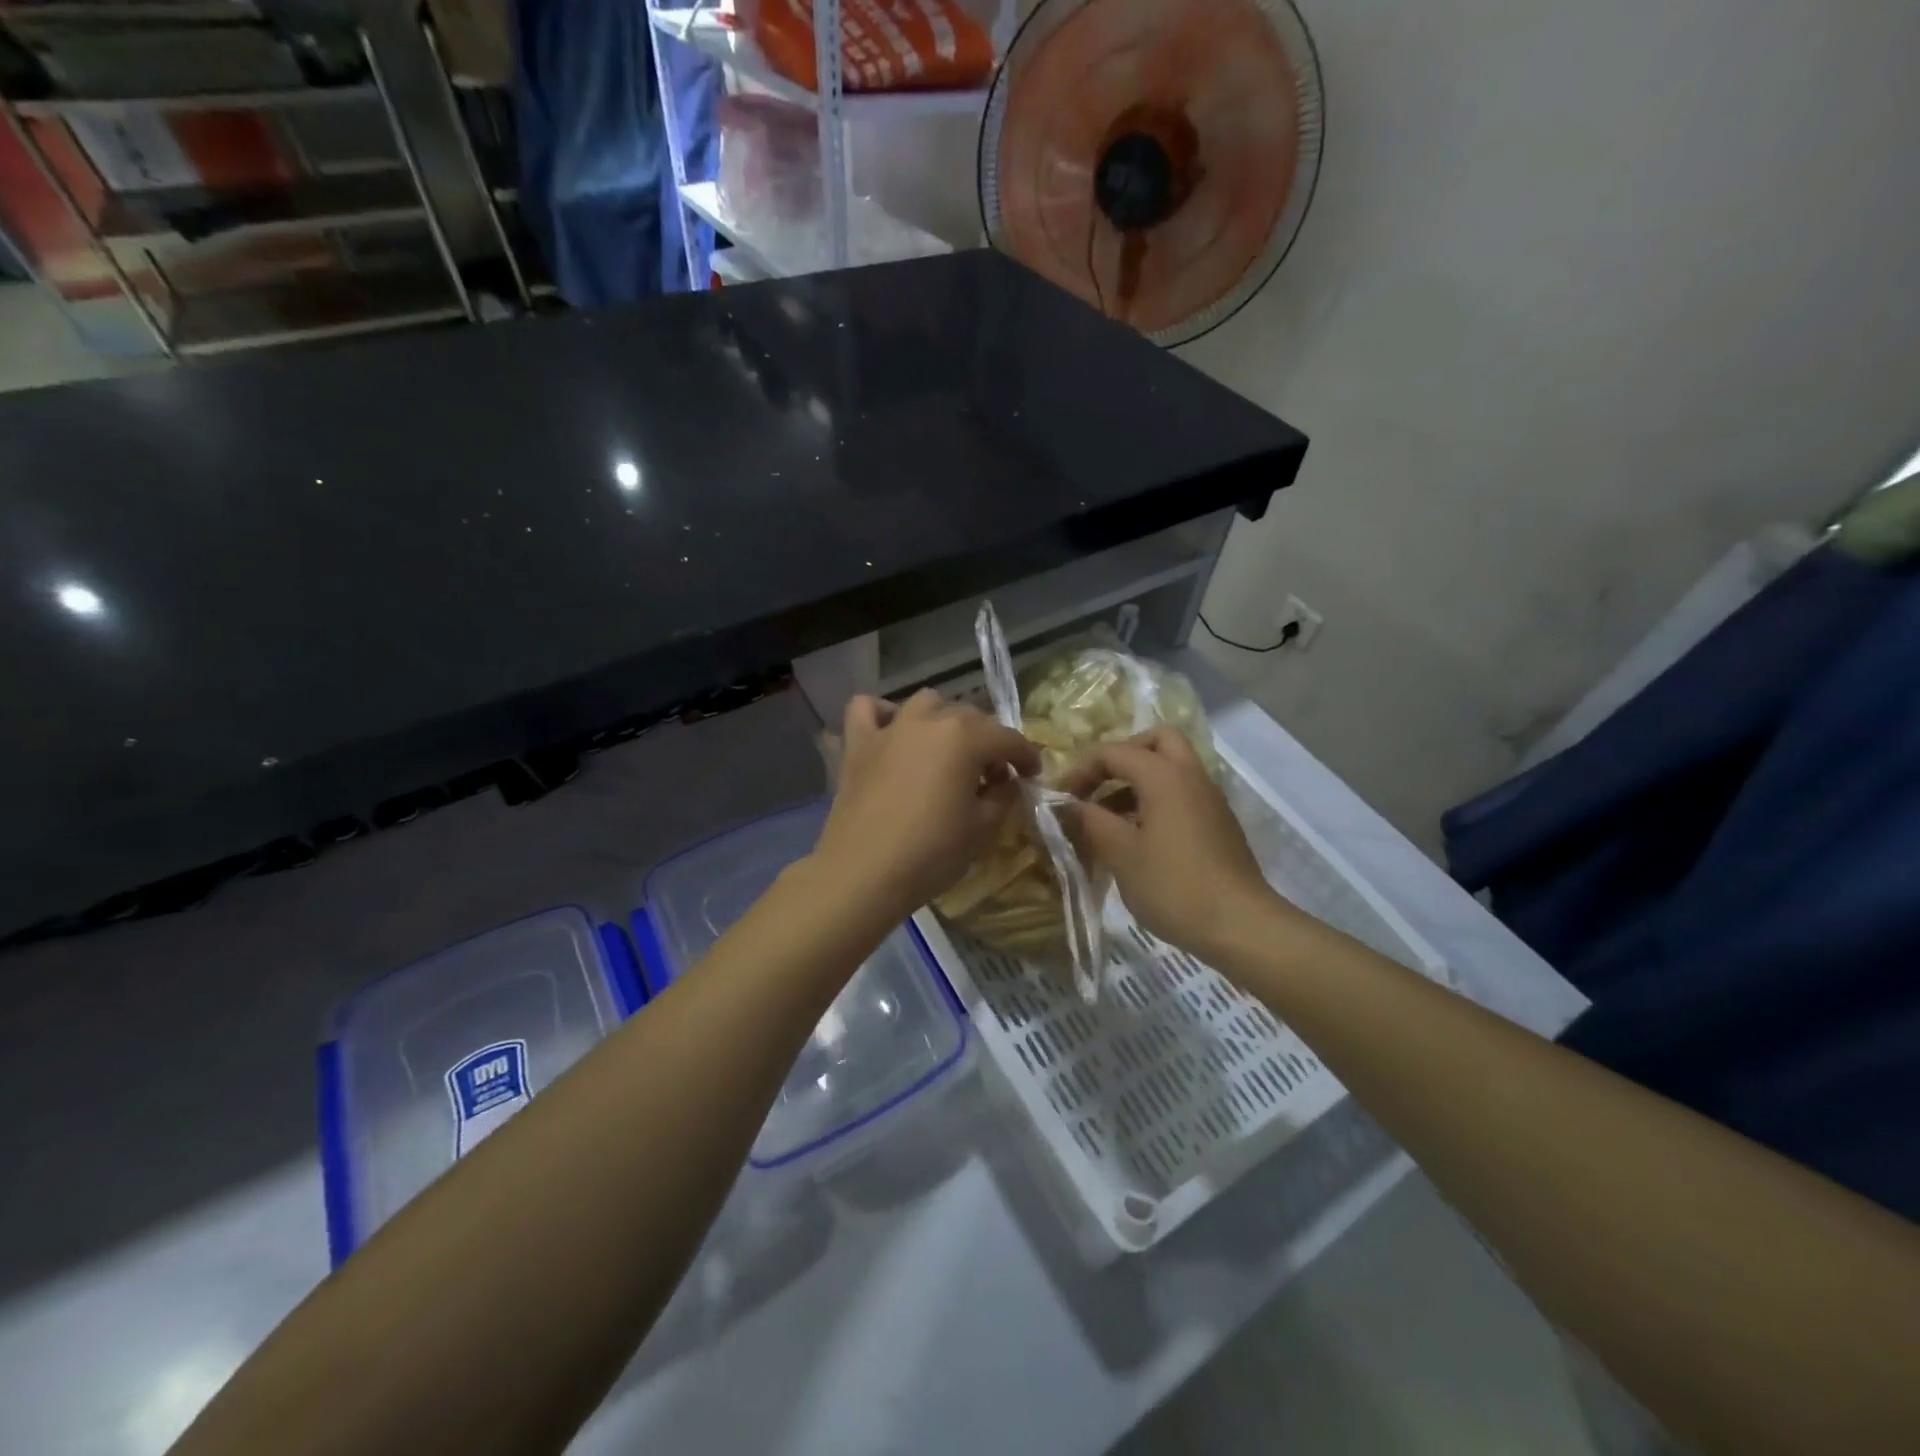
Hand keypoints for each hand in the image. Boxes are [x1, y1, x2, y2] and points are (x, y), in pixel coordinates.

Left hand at [811, 690, 1040, 923]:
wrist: (863, 873)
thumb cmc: (931, 853)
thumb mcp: (983, 828)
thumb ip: (1003, 796)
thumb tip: (1006, 782)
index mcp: (965, 737)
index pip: (1008, 738)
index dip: (1026, 756)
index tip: (1033, 775)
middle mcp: (929, 720)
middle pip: (970, 717)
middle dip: (988, 741)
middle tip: (992, 774)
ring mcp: (890, 728)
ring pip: (926, 703)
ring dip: (943, 720)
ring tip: (947, 751)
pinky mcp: (858, 743)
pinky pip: (867, 708)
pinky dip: (883, 714)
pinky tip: (892, 734)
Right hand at [1058, 727, 1284, 959]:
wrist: (1240, 925)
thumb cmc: (1173, 885)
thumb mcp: (1121, 854)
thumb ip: (1091, 821)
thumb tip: (1070, 805)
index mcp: (1164, 775)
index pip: (1113, 751)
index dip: (1081, 769)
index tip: (1061, 798)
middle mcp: (1191, 775)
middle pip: (1156, 740)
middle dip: (1122, 756)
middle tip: (1099, 785)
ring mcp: (1209, 799)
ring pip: (1171, 767)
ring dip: (1138, 781)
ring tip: (1109, 819)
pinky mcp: (1218, 823)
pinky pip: (1183, 793)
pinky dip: (1157, 799)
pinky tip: (1138, 838)